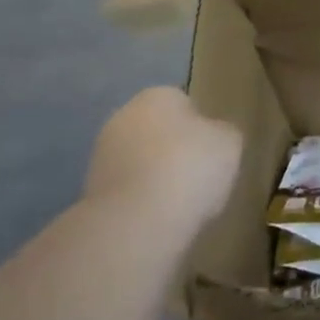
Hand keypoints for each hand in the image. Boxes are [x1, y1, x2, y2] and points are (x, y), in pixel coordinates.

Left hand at [83, 86, 242, 228]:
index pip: (184, 104)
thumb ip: (222, 133)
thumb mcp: (230, 143)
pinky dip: (141, 204)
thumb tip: (213, 137)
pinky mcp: (90, 194)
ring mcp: (101, 156)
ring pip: (140, 164)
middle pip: (158, 132)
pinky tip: (158, 221)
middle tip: (199, 179)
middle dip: (174, 152)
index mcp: (157, 95)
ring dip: (155, 179)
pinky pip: (127, 193)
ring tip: (179, 206)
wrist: (136, 224)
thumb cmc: (190, 168)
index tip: (213, 153)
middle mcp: (123, 117)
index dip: (201, 129)